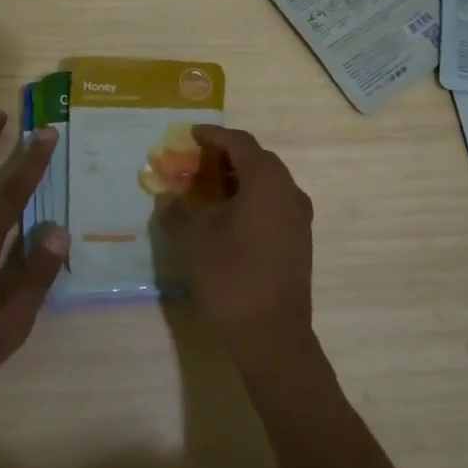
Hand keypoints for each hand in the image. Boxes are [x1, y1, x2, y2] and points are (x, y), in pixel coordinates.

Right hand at [154, 124, 314, 351]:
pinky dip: (251, 198)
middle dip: (226, 156)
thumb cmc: (231, 276)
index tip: (191, 134)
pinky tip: (228, 215)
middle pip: (257, 159)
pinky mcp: (300, 239)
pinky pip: (274, 203)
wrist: (272, 333)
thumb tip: (167, 198)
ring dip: (239, 178)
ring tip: (208, 187)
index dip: (213, 135)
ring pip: (267, 183)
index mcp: (266, 181)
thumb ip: (176, 211)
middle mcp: (289, 191)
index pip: (239, 143)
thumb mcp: (192, 240)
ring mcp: (299, 216)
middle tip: (196, 161)